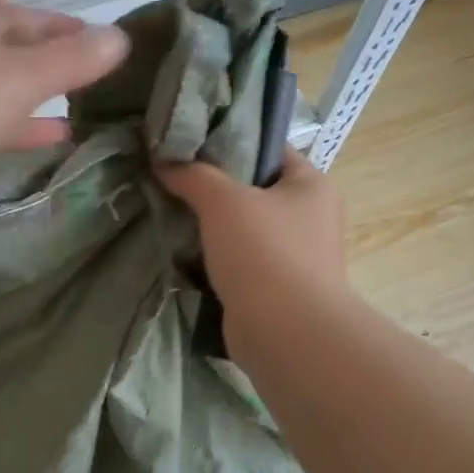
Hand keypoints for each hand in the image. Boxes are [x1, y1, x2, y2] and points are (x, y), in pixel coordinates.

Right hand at [155, 150, 347, 358]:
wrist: (284, 331)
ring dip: (212, 226)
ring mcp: (296, 256)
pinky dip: (216, 258)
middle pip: (255, 189)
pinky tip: (185, 253)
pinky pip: (241, 262)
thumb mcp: (222, 200)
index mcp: (311, 185)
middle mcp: (311, 217)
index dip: (232, 141)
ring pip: (245, 228)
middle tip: (173, 179)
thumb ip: (192, 174)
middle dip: (215, 187)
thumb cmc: (263, 252)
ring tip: (171, 213)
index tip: (191, 144)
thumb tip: (162, 159)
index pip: (271, 149)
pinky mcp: (277, 288)